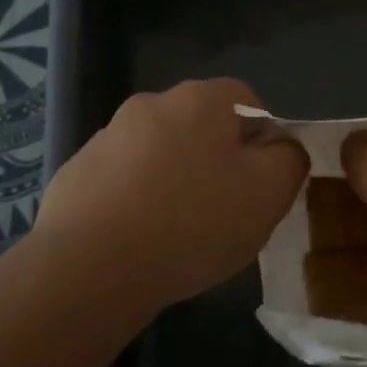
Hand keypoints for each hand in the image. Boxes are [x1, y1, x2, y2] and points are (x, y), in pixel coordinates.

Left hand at [35, 78, 306, 313]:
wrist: (91, 266)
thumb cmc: (192, 222)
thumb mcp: (268, 194)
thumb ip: (289, 160)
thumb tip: (282, 147)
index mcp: (200, 100)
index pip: (246, 101)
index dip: (262, 139)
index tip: (260, 183)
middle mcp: (151, 104)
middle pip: (201, 126)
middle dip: (216, 161)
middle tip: (225, 211)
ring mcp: (108, 136)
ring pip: (160, 154)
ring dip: (174, 181)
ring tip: (178, 234)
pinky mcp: (77, 172)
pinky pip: (123, 180)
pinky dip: (136, 201)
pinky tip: (139, 241)